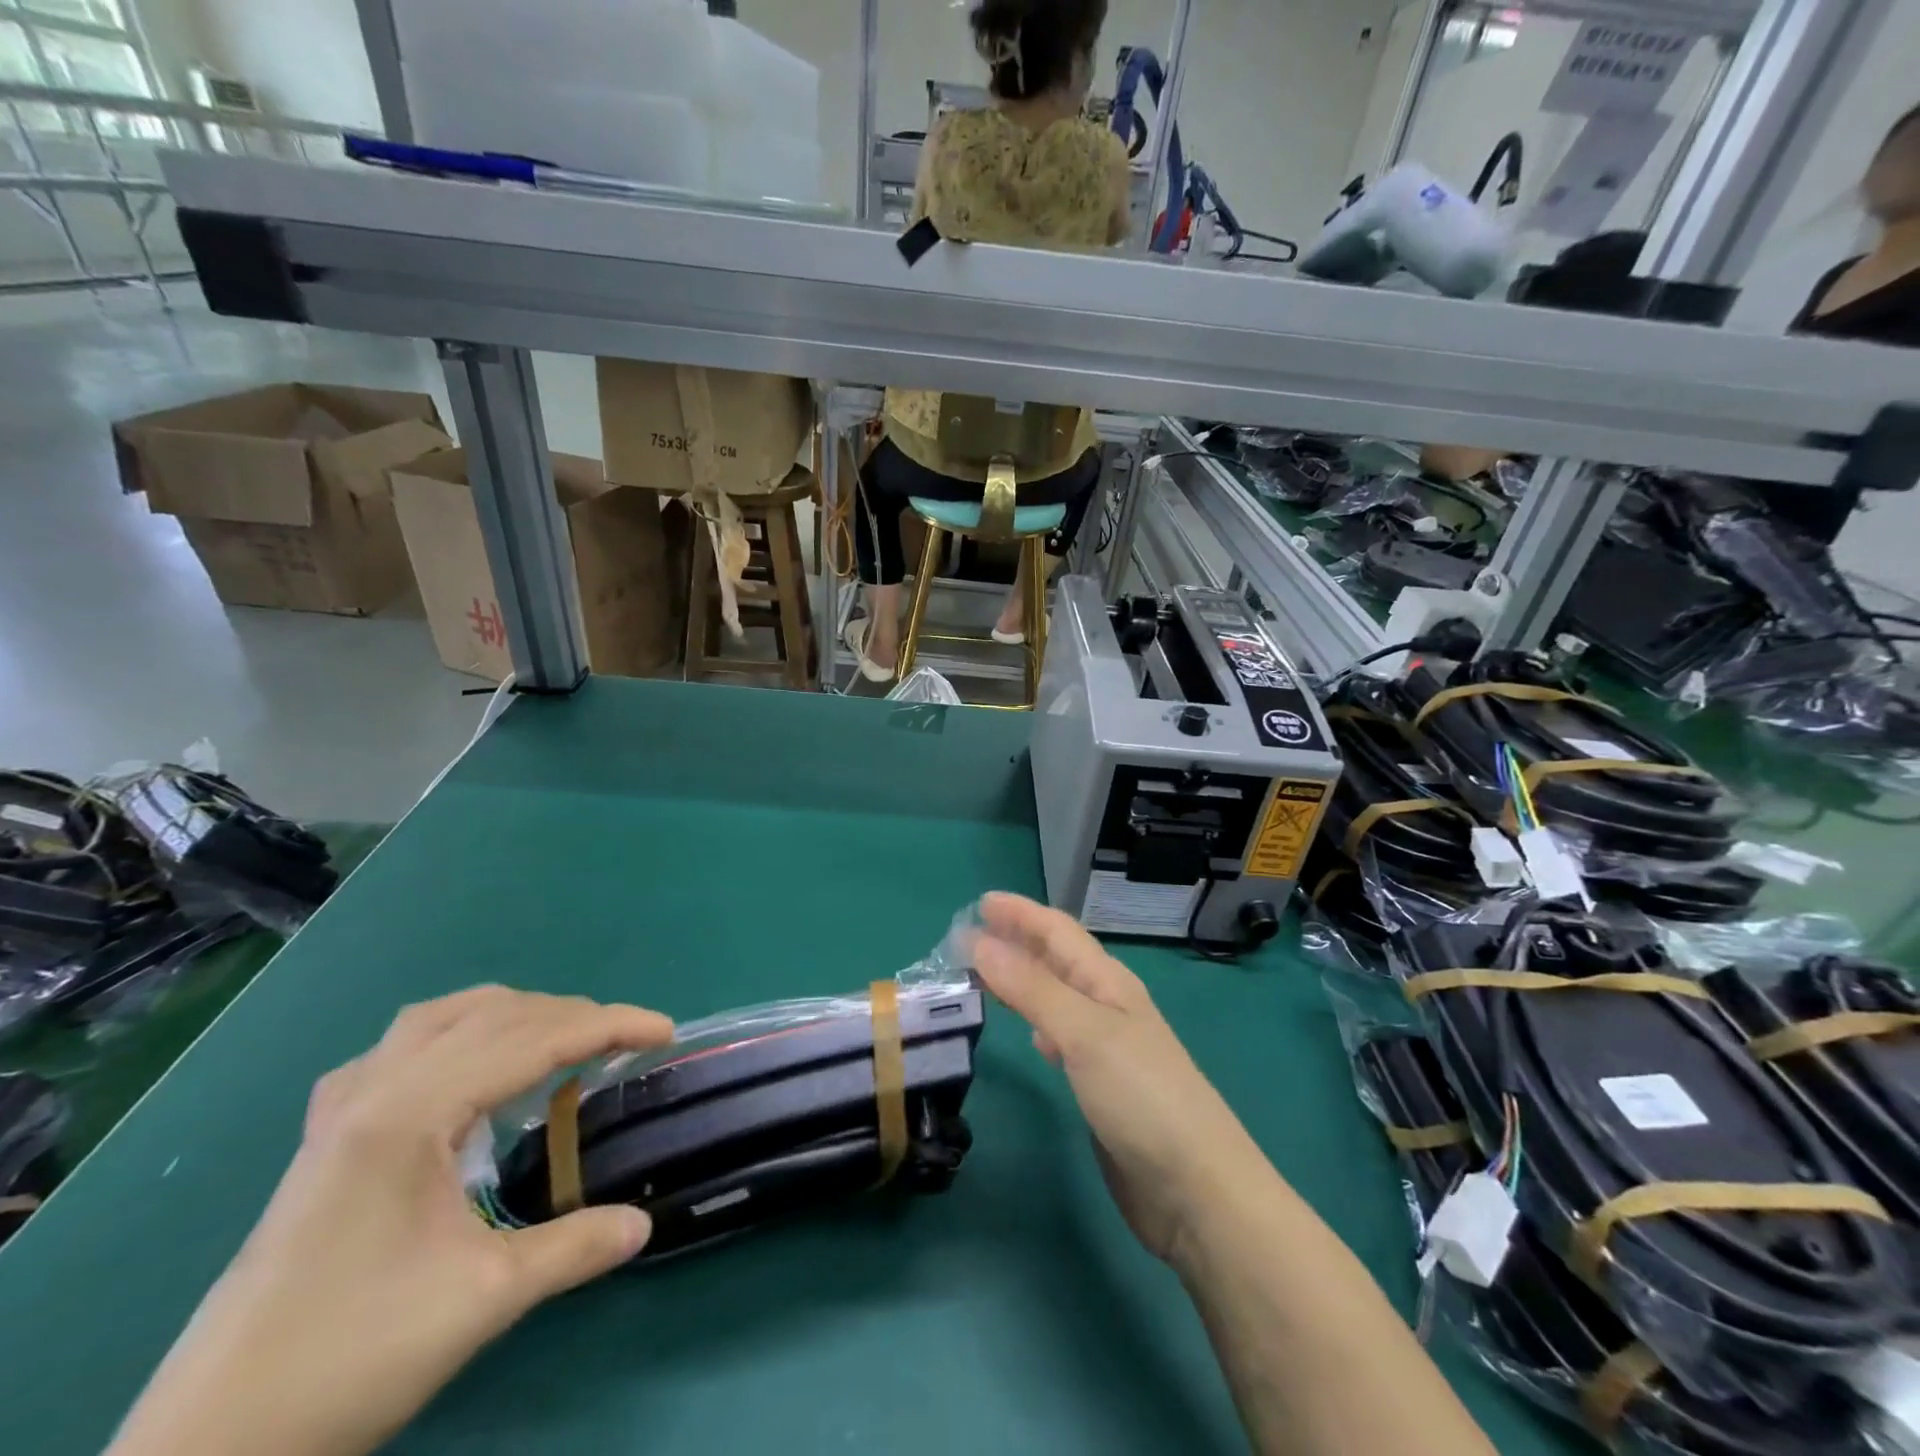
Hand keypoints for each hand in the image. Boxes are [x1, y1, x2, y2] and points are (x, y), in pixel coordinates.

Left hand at [110, 988, 674, 1455]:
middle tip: (624, 1043)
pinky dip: (452, 1037)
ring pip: (441, 1018)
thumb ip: (573, 1249)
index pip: (533, 1039)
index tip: (665, 1031)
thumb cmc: (347, 1359)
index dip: (609, 1026)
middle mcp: (375, 1091)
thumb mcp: (481, 1300)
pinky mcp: (323, 1138)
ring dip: (512, 1015)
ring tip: (556, 1039)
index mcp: (410, 1113)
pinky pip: (398, 1050)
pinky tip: (461, 1073)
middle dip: (571, 1016)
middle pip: (493, 1015)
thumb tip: (643, 1224)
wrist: (203, 1450)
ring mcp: (340, 1111)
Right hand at [971, 894, 1260, 1263]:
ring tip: (986, 975)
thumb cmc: (1142, 1097)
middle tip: (970, 935)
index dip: (1021, 914)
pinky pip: (1062, 1036)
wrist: (1197, 1190)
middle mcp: (1108, 1006)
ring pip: (1058, 996)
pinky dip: (1040, 1023)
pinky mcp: (1103, 1086)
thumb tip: (980, 941)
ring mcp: (1108, 1047)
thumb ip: (1032, 988)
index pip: (1058, 932)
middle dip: (1018, 941)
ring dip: (1023, 980)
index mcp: (1108, 982)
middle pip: (1058, 960)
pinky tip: (1033, 1036)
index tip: (979, 903)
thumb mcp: (1084, 1033)